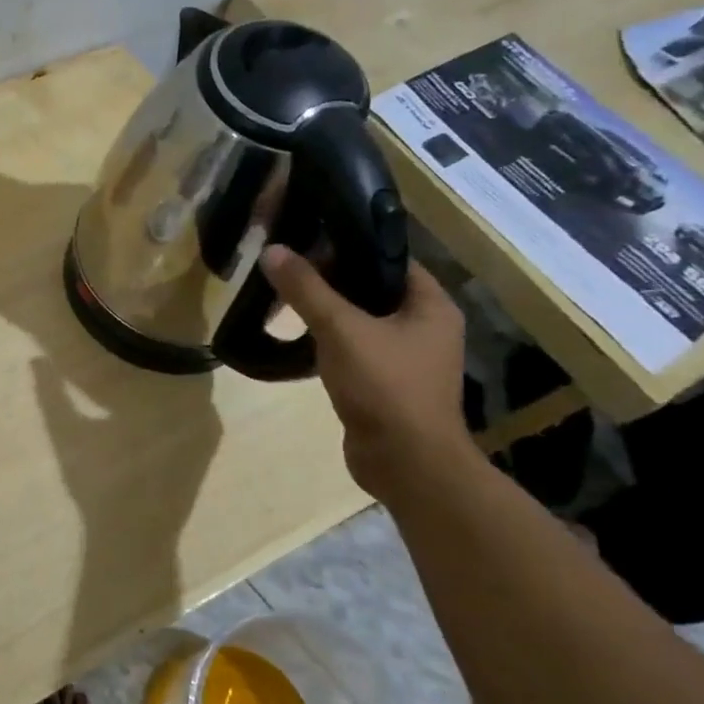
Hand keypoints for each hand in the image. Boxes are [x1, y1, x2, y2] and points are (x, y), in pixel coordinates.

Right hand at [261, 246, 476, 500]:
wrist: (405, 463)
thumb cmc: (385, 386)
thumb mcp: (340, 330)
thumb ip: (306, 289)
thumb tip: (272, 250)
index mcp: (431, 306)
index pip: (389, 258)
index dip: (350, 245)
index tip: (307, 240)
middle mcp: (426, 327)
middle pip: (372, 288)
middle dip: (330, 279)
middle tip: (287, 270)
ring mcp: (407, 358)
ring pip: (361, 320)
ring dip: (327, 311)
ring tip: (286, 299)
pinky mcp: (386, 383)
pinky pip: (355, 348)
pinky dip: (329, 341)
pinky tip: (299, 338)